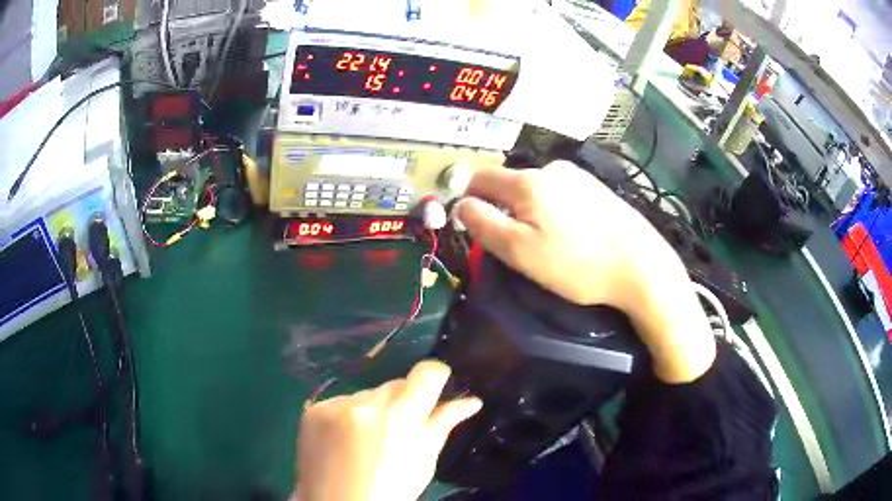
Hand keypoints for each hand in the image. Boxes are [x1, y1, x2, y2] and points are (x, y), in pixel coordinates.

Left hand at [295, 361, 481, 500]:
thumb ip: (443, 425)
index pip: (426, 373)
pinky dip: (349, 415)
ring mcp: (335, 405)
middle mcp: (365, 403)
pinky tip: (346, 440)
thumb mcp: (424, 462)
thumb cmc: (390, 492)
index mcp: (400, 418)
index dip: (436, 378)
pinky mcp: (314, 410)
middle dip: (403, 402)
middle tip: (400, 432)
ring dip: (375, 409)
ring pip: (368, 393)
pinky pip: (342, 401)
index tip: (436, 390)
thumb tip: (471, 401)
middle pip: (396, 384)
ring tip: (369, 441)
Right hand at [455, 161, 714, 382]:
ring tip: (548, 244)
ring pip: (535, 190)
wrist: (640, 266)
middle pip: (509, 184)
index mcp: (528, 182)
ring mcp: (577, 176)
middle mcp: (551, 168)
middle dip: (503, 210)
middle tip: (516, 246)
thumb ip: (484, 224)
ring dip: (529, 211)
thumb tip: (460, 204)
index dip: (468, 198)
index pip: (480, 177)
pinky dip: (553, 211)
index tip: (473, 226)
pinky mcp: (595, 187)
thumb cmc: (577, 264)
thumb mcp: (520, 252)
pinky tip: (571, 234)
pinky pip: (559, 194)